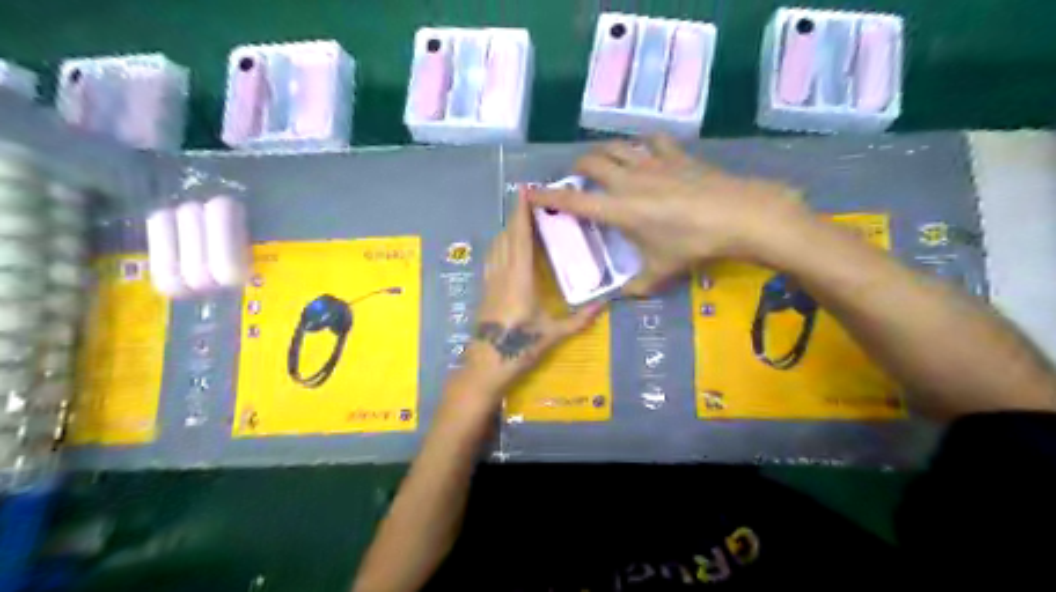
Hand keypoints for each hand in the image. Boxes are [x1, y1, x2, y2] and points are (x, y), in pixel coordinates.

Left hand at [458, 188, 607, 402]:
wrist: (486, 364)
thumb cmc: (520, 347)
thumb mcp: (554, 333)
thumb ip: (580, 319)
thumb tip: (606, 305)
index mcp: (520, 278)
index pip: (520, 238)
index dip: (521, 213)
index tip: (524, 192)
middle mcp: (503, 273)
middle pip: (507, 236)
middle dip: (516, 216)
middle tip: (529, 200)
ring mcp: (491, 280)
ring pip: (496, 246)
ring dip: (507, 229)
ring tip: (521, 219)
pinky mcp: (485, 289)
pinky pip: (492, 258)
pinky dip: (500, 244)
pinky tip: (505, 246)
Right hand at [529, 136, 808, 298]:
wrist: (737, 214)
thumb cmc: (693, 245)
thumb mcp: (661, 272)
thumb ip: (637, 287)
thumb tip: (622, 299)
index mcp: (618, 210)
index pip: (573, 202)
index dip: (548, 196)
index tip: (529, 191)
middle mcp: (627, 181)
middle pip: (591, 163)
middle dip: (577, 168)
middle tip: (577, 178)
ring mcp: (651, 163)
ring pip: (615, 146)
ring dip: (603, 151)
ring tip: (603, 161)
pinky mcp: (674, 154)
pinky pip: (650, 140)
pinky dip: (640, 143)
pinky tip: (643, 151)